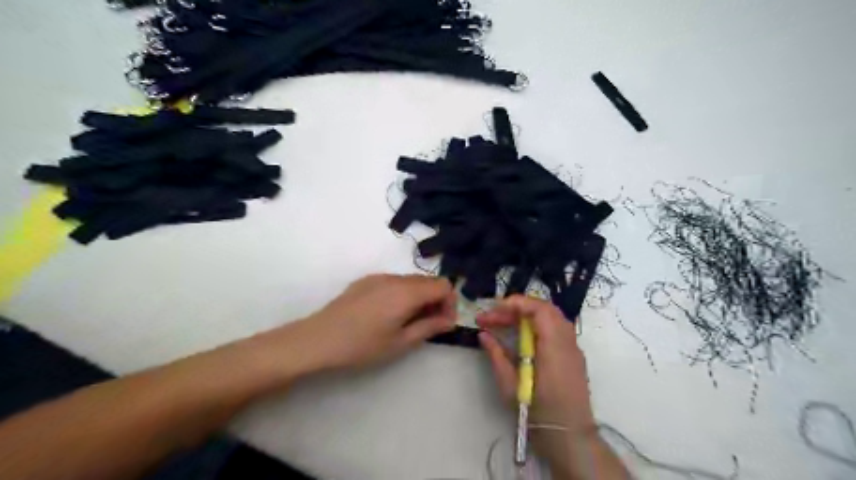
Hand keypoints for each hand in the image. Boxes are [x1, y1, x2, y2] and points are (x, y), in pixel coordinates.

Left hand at [284, 276, 453, 372]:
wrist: (318, 339)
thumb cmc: (362, 345)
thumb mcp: (400, 342)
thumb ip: (429, 327)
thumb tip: (449, 320)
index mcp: (407, 292)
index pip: (443, 285)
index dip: (449, 303)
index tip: (443, 323)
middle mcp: (395, 278)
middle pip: (428, 281)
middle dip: (436, 300)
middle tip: (429, 325)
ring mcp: (378, 277)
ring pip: (411, 281)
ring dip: (419, 297)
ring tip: (408, 321)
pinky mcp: (365, 281)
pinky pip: (394, 282)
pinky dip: (402, 294)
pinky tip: (387, 314)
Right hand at [479, 296, 596, 475]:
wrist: (569, 437)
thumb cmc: (537, 412)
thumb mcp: (510, 385)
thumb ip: (496, 355)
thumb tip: (484, 334)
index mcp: (554, 346)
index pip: (539, 309)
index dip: (516, 303)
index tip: (494, 309)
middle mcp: (567, 341)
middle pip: (544, 309)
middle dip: (516, 308)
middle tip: (492, 317)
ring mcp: (573, 347)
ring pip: (550, 317)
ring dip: (525, 316)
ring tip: (502, 323)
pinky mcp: (572, 355)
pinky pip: (555, 329)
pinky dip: (535, 325)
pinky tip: (519, 336)